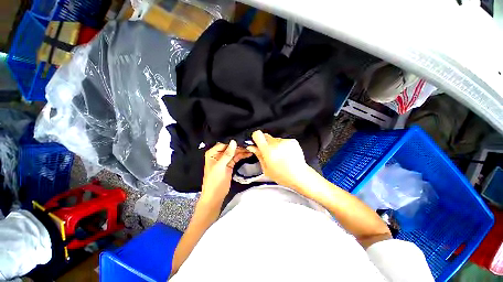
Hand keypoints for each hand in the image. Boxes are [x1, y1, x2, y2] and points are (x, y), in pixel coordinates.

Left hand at [201, 140, 251, 203]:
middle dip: (239, 146)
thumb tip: (233, 142)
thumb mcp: (220, 166)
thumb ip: (228, 154)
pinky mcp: (230, 164)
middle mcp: (218, 154)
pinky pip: (236, 157)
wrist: (215, 196)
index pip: (223, 144)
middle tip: (249, 144)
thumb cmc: (214, 181)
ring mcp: (224, 159)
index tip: (242, 139)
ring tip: (251, 149)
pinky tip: (248, 154)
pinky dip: (242, 156)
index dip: (232, 142)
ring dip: (242, 151)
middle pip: (230, 147)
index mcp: (212, 153)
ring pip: (234, 152)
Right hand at [246, 130, 311, 189]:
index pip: (258, 134)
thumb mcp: (266, 169)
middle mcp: (277, 143)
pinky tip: (285, 154)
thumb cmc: (282, 175)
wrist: (300, 175)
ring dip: (274, 145)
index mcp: (268, 150)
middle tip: (268, 152)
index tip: (256, 143)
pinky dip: (282, 146)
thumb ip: (258, 155)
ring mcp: (285, 141)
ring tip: (279, 155)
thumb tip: (252, 147)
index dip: (256, 137)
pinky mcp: (292, 141)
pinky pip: (282, 140)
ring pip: (274, 139)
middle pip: (266, 136)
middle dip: (265, 142)